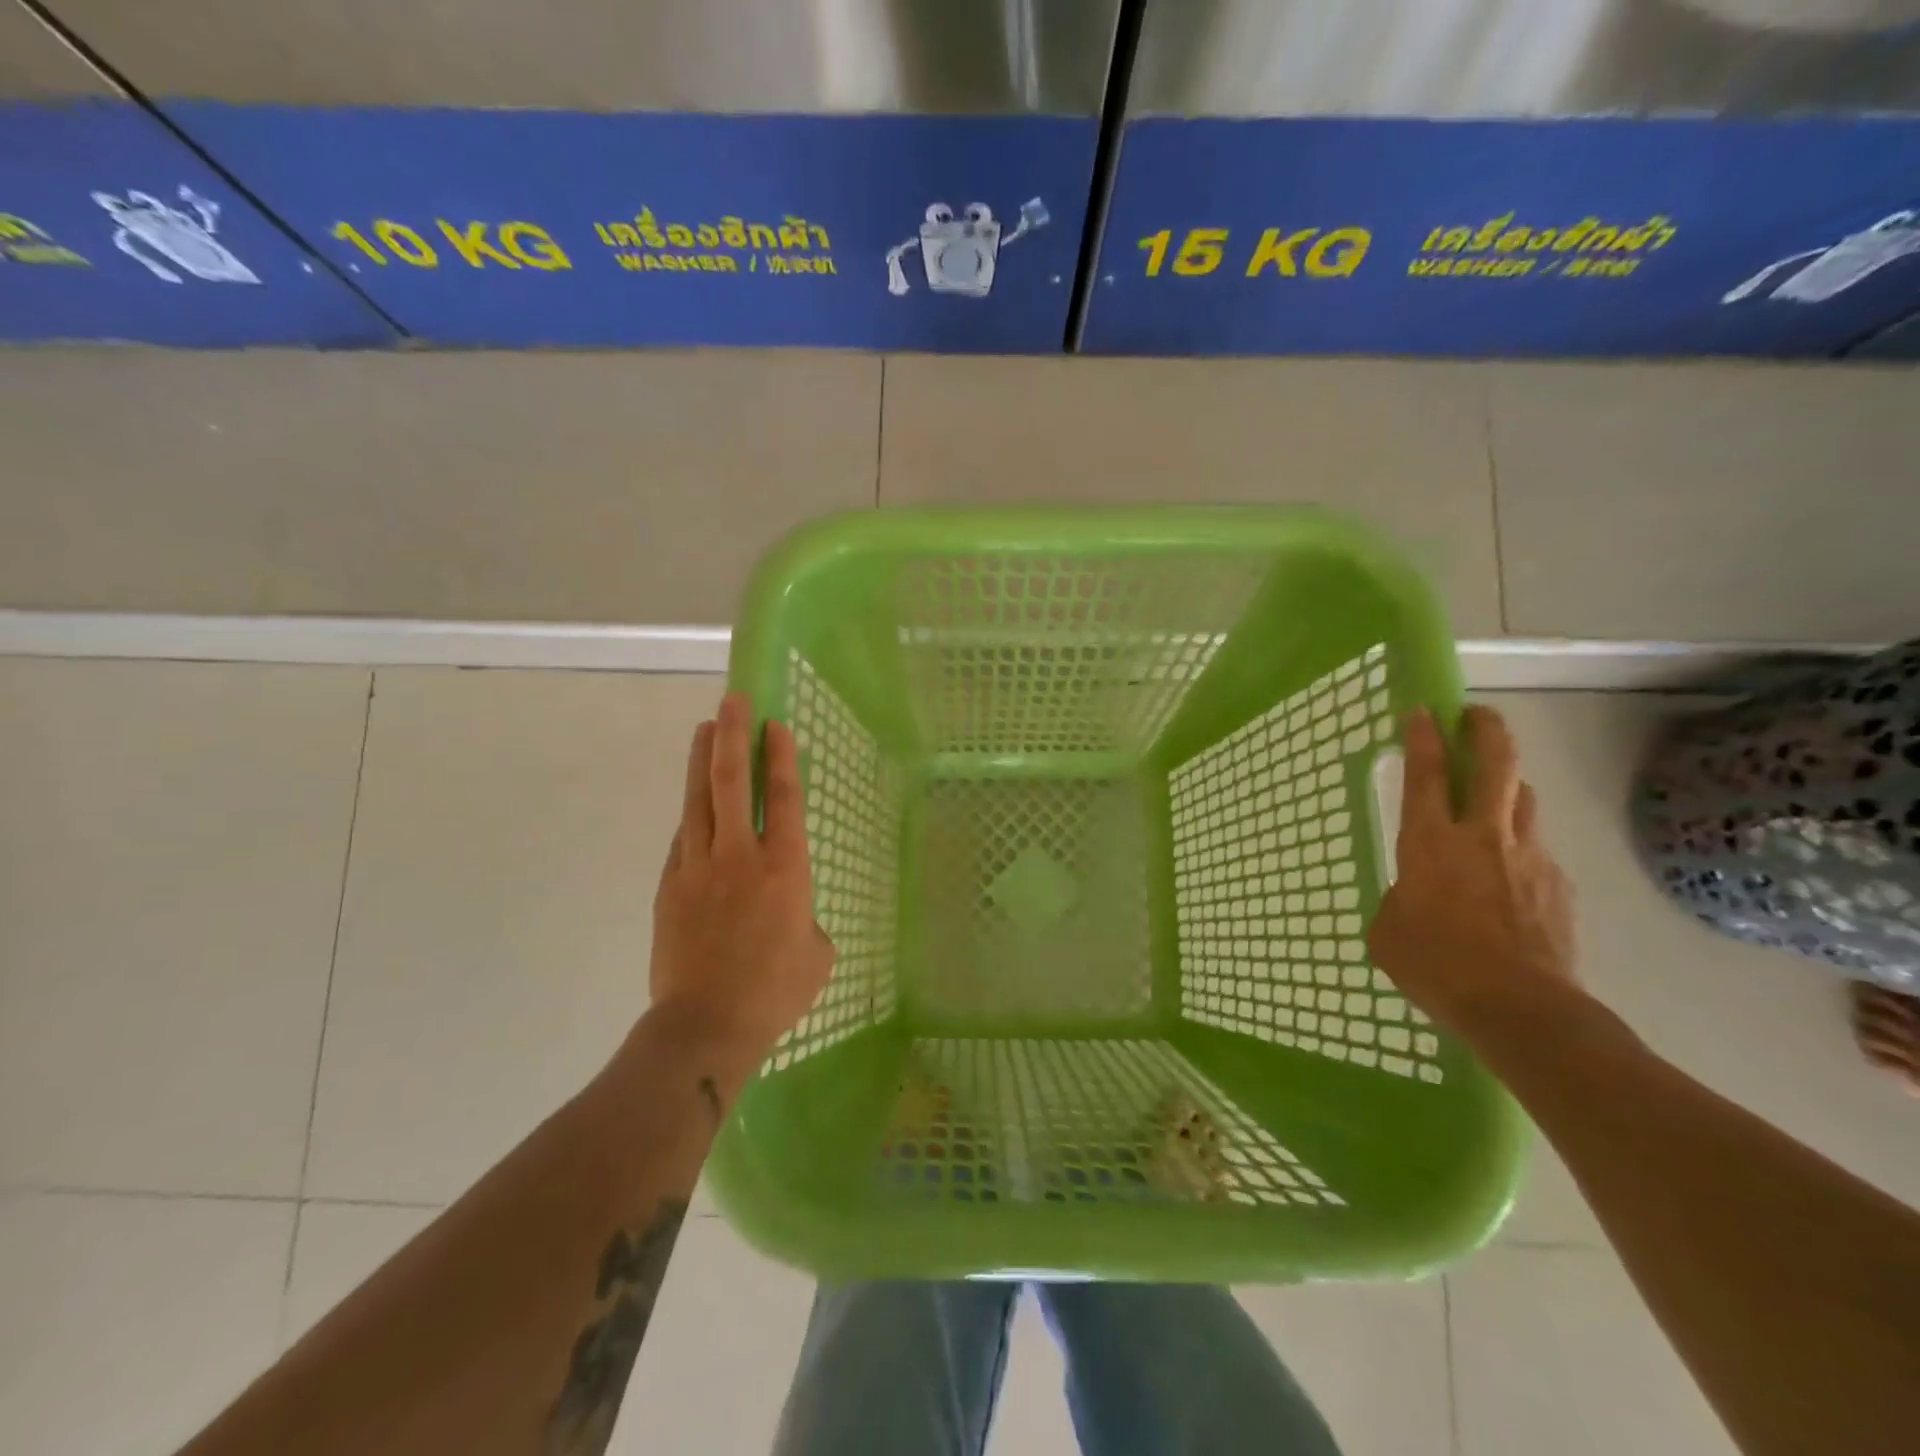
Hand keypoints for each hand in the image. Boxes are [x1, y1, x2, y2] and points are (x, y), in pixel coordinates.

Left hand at [648, 693, 833, 1074]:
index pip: (783, 798)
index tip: (775, 724)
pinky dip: (691, 811)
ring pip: (698, 800)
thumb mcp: (816, 955)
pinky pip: (683, 837)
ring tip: (706, 727)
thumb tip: (790, 914)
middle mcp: (740, 856)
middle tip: (733, 701)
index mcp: (785, 869)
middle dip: (734, 737)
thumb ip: (806, 921)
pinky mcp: (670, 886)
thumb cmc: (774, 992)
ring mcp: (698, 868)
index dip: (780, 757)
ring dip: (703, 760)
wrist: (705, 1025)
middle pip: (733, 783)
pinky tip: (694, 800)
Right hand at [1367, 705, 1579, 1039]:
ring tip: (1495, 794)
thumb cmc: (1435, 965)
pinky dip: (1522, 847)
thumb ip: (1400, 898)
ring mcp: (1529, 857)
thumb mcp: (1388, 930)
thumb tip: (1414, 896)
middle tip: (1476, 715)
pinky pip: (1538, 850)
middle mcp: (1483, 836)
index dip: (1422, 738)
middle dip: (1487, 730)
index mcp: (1430, 843)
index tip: (1423, 710)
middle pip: (1496, 764)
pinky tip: (1510, 878)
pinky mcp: (1559, 885)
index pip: (1425, 774)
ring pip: (1525, 799)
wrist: (1522, 1008)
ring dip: (1509, 785)